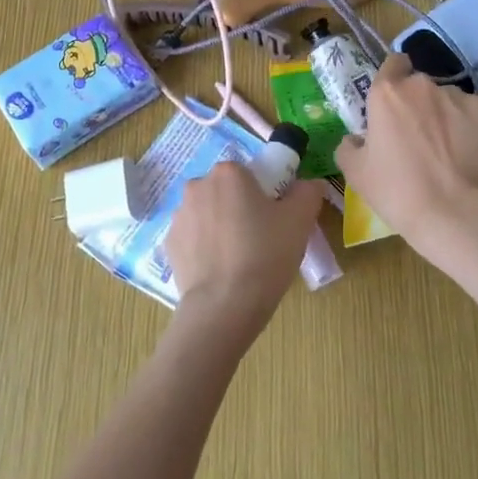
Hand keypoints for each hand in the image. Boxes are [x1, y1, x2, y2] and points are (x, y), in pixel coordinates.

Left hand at [165, 161, 324, 336]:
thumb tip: (308, 184)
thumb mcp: (300, 220)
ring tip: (238, 260)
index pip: (250, 174)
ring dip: (220, 227)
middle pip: (226, 192)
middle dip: (240, 208)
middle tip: (260, 239)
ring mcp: (179, 215)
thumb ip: (307, 192)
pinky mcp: (169, 244)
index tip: (274, 219)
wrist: (223, 306)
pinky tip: (219, 271)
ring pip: (207, 214)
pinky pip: (193, 238)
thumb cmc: (265, 254)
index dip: (265, 194)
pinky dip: (204, 248)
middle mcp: (198, 185)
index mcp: (229, 173)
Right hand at [336, 54, 477, 265]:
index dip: (392, 77)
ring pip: (444, 97)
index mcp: (386, 93)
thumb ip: (348, 146)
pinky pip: (468, 111)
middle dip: (415, 102)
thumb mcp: (355, 173)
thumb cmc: (396, 191)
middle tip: (413, 133)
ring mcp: (455, 96)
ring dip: (440, 113)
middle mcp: (421, 85)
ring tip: (442, 147)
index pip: (391, 63)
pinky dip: (464, 124)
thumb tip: (355, 139)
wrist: (453, 213)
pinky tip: (463, 150)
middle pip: (417, 83)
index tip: (391, 101)